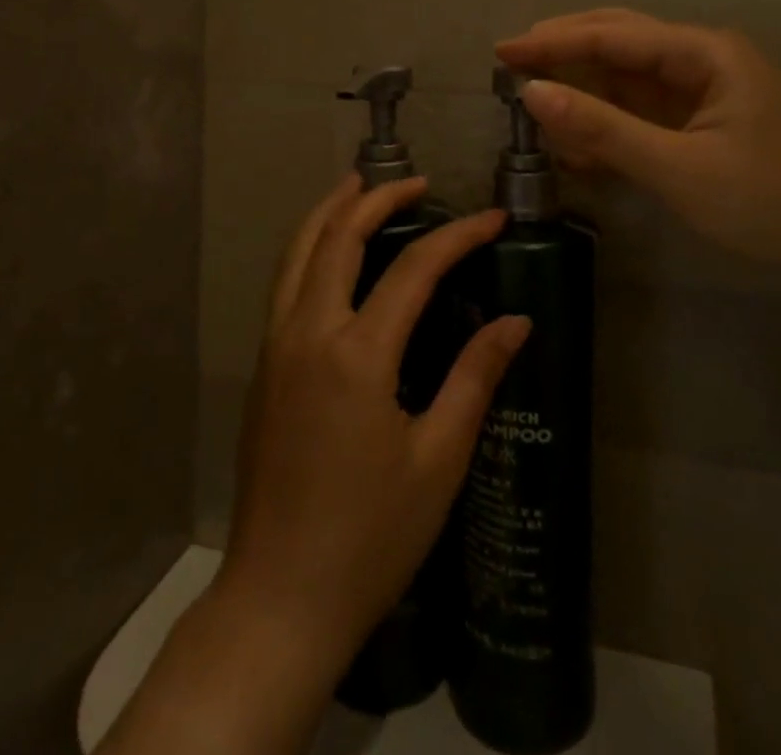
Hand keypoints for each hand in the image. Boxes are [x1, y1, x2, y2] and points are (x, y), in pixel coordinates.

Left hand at [218, 175, 530, 665]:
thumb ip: (474, 378)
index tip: (493, 218)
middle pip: (339, 235)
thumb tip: (516, 320)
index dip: (458, 235)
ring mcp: (276, 345)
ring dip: (331, 210)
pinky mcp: (264, 364)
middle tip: (418, 183)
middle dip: (379, 198)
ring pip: (299, 250)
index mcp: (356, 355)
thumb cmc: (370, 537)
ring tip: (362, 187)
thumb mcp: (437, 460)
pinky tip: (333, 251)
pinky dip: (311, 245)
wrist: (280, 598)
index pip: (414, 268)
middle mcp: (308, 332)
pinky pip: (286, 280)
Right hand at [497, 8, 780, 276]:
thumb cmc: (772, 199)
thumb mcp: (679, 168)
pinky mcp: (707, 124)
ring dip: (584, 93)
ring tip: (540, 113)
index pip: (611, 36)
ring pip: (629, 78)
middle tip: (512, 65)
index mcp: (703, 53)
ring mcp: (706, 92)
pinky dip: (609, 124)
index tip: (502, 51)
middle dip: (565, 52)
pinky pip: (645, 112)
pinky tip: (581, 144)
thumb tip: (533, 93)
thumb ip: (603, 129)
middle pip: (619, 42)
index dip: (552, 41)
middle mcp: (703, 60)